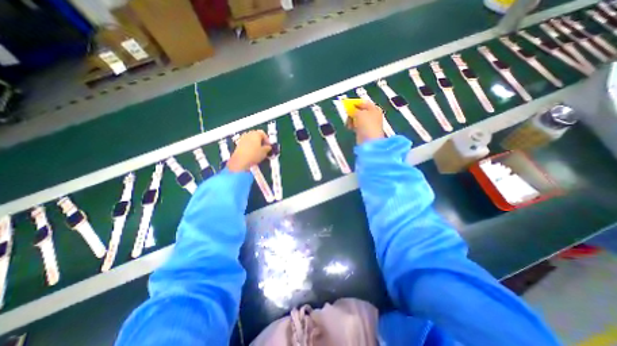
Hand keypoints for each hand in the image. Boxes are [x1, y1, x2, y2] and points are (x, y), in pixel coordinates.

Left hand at [226, 129, 270, 171]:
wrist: (240, 160)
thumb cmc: (254, 154)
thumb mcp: (264, 152)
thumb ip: (268, 148)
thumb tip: (268, 147)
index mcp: (256, 134)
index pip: (263, 133)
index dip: (267, 139)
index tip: (269, 146)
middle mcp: (248, 134)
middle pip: (256, 135)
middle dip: (261, 140)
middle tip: (264, 147)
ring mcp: (242, 138)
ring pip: (251, 139)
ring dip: (255, 143)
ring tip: (258, 150)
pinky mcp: (238, 144)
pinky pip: (246, 143)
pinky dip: (250, 146)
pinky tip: (252, 152)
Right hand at [350, 100, 384, 142]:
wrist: (369, 141)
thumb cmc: (367, 125)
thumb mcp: (359, 113)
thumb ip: (353, 109)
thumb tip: (349, 108)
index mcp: (374, 109)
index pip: (363, 102)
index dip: (354, 103)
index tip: (346, 105)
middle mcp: (372, 115)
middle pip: (359, 111)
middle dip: (352, 112)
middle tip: (348, 115)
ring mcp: (368, 124)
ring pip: (357, 118)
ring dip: (351, 120)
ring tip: (349, 123)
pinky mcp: (364, 131)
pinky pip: (356, 126)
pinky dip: (353, 126)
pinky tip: (350, 127)